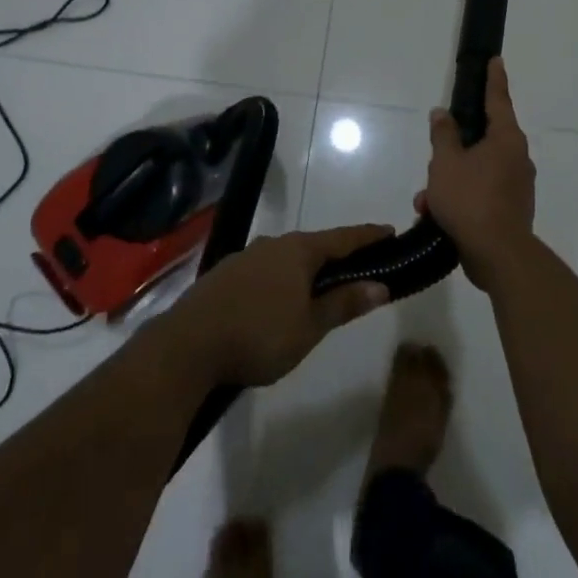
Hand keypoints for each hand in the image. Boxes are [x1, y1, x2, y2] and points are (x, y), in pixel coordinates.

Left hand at [168, 225, 392, 386]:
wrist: (188, 345)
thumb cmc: (259, 335)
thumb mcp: (310, 326)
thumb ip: (344, 303)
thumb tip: (381, 285)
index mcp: (299, 250)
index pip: (343, 238)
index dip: (368, 236)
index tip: (390, 231)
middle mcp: (274, 244)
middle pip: (315, 245)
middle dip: (338, 254)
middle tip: (360, 265)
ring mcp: (246, 257)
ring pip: (287, 257)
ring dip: (308, 268)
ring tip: (322, 285)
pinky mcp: (226, 274)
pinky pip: (266, 269)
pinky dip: (283, 277)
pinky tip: (281, 298)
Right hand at [420, 57, 535, 289]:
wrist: (498, 255)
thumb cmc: (470, 199)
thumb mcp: (446, 163)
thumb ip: (443, 135)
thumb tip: (442, 113)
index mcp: (506, 139)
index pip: (498, 100)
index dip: (494, 79)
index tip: (496, 61)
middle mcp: (517, 158)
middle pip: (483, 139)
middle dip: (454, 149)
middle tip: (435, 155)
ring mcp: (517, 185)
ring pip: (477, 170)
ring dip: (451, 180)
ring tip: (426, 199)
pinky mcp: (511, 209)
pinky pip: (481, 193)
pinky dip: (460, 198)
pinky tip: (436, 215)